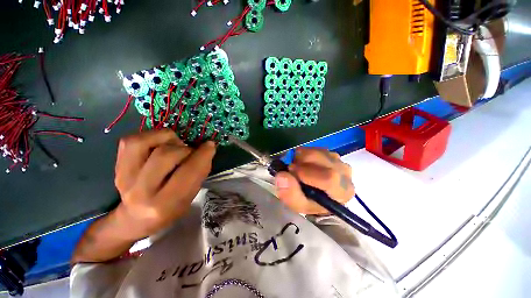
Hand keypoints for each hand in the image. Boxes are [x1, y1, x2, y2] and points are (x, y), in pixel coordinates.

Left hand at [114, 129, 215, 239]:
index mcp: (165, 204)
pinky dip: (150, 137)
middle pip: (166, 154)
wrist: (135, 218)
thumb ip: (200, 173)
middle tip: (190, 153)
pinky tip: (159, 144)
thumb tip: (207, 148)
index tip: (210, 146)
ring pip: (145, 142)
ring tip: (174, 147)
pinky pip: (131, 140)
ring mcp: (124, 177)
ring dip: (167, 139)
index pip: (189, 172)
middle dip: (185, 149)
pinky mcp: (117, 166)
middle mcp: (141, 191)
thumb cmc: (170, 210)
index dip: (203, 155)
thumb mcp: (190, 197)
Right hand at [275, 148, 353, 214]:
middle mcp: (345, 174)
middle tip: (292, 169)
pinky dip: (305, 153)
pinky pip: (316, 148)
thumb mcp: (298, 205)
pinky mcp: (332, 154)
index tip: (291, 171)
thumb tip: (282, 176)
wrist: (318, 196)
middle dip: (301, 161)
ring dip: (302, 157)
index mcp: (342, 192)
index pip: (329, 178)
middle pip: (323, 159)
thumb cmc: (310, 203)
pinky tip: (304, 163)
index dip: (307, 173)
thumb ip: (290, 194)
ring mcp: (339, 161)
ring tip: (298, 167)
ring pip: (318, 151)